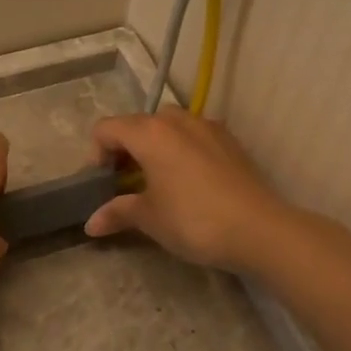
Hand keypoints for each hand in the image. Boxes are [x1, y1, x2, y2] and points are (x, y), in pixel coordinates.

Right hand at [85, 109, 291, 272]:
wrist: (260, 229)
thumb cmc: (193, 220)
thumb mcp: (149, 218)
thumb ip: (117, 213)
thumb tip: (90, 225)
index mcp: (150, 132)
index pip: (107, 129)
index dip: (96, 155)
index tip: (103, 184)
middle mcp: (177, 120)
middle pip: (137, 124)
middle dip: (125, 150)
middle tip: (126, 184)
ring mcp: (207, 127)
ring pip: (168, 127)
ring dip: (154, 148)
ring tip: (157, 182)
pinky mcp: (229, 141)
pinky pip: (193, 136)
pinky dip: (180, 151)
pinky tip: (189, 183)